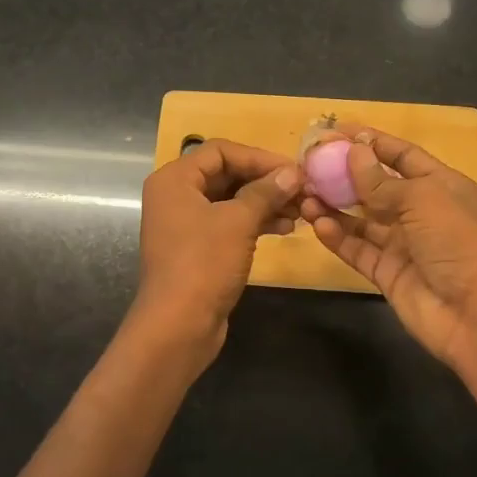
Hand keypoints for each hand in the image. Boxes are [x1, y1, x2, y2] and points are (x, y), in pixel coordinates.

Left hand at [134, 138, 301, 360]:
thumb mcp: (238, 222)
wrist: (178, 325)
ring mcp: (185, 224)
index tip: (294, 171)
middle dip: (264, 181)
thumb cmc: (204, 264)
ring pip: (230, 200)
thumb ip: (265, 192)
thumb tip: (292, 173)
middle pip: (225, 174)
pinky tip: (284, 228)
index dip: (259, 157)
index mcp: (174, 179)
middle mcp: (175, 196)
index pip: (221, 151)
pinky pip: (228, 224)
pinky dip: (254, 222)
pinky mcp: (197, 249)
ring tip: (299, 212)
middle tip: (302, 191)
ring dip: (264, 202)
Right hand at [304, 127, 476, 368]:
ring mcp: (402, 244)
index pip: (402, 155)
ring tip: (304, 196)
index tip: (337, 130)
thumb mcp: (422, 199)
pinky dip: (337, 237)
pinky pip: (356, 249)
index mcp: (440, 186)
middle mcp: (420, 212)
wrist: (475, 313)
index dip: (372, 141)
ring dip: (333, 206)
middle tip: (309, 164)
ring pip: (361, 219)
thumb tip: (353, 152)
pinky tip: (317, 224)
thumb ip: (381, 180)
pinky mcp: (386, 272)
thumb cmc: (456, 242)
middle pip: (376, 186)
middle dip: (344, 174)